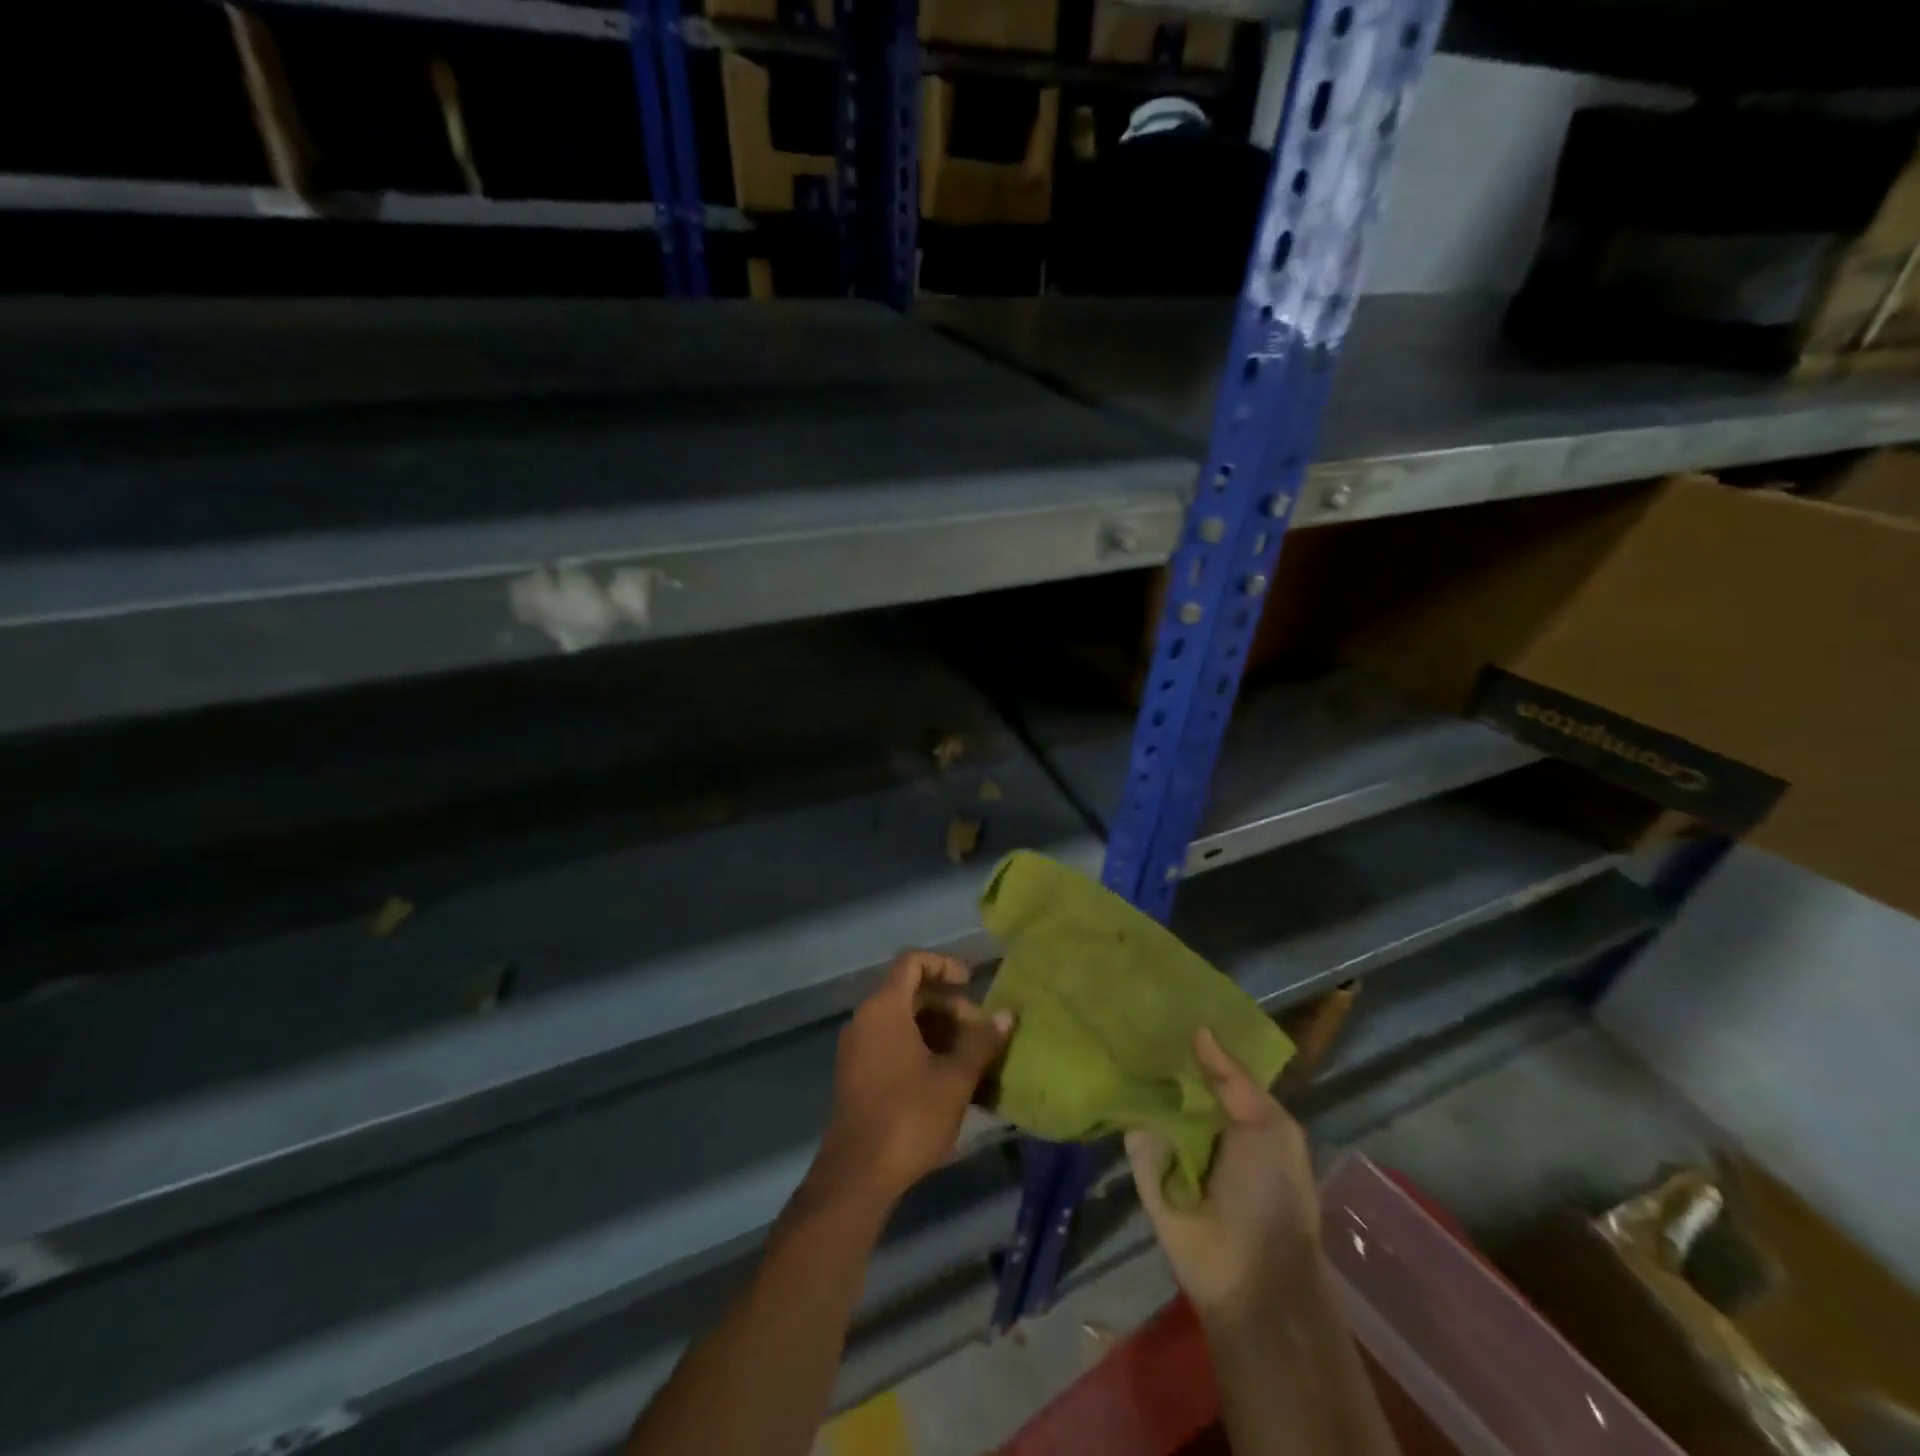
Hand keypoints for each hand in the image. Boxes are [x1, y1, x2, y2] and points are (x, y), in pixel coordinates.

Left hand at [808, 951, 1013, 1211]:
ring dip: (938, 1029)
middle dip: (949, 1006)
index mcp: (884, 1008)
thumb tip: (1007, 1014)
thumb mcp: (955, 1078)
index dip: (944, 965)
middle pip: (910, 992)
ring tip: (970, 1057)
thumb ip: (982, 1042)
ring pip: (902, 1020)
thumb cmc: (909, 1116)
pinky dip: (920, 1047)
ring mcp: (857, 1047)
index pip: (913, 962)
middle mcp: (865, 1019)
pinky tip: (947, 1077)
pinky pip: (891, 1042)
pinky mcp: (856, 1073)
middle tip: (980, 1033)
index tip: (971, 984)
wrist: (857, 1174)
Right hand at [1126, 1028, 1321, 1325]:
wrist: (1250, 1275)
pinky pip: (1129, 1125)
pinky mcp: (1141, 1162)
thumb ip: (1233, 1077)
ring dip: (1134, 1069)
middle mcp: (1199, 1121)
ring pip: (1148, 1095)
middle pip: (1174, 1076)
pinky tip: (1099, 1065)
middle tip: (1131, 1003)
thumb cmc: (1273, 1193)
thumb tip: (1198, 1029)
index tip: (1167, 998)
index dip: (1192, 1036)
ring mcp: (1167, 1141)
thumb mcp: (1269, 1125)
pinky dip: (1119, 1102)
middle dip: (1158, 1047)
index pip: (1208, 1064)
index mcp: (1235, 1112)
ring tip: (1108, 1023)